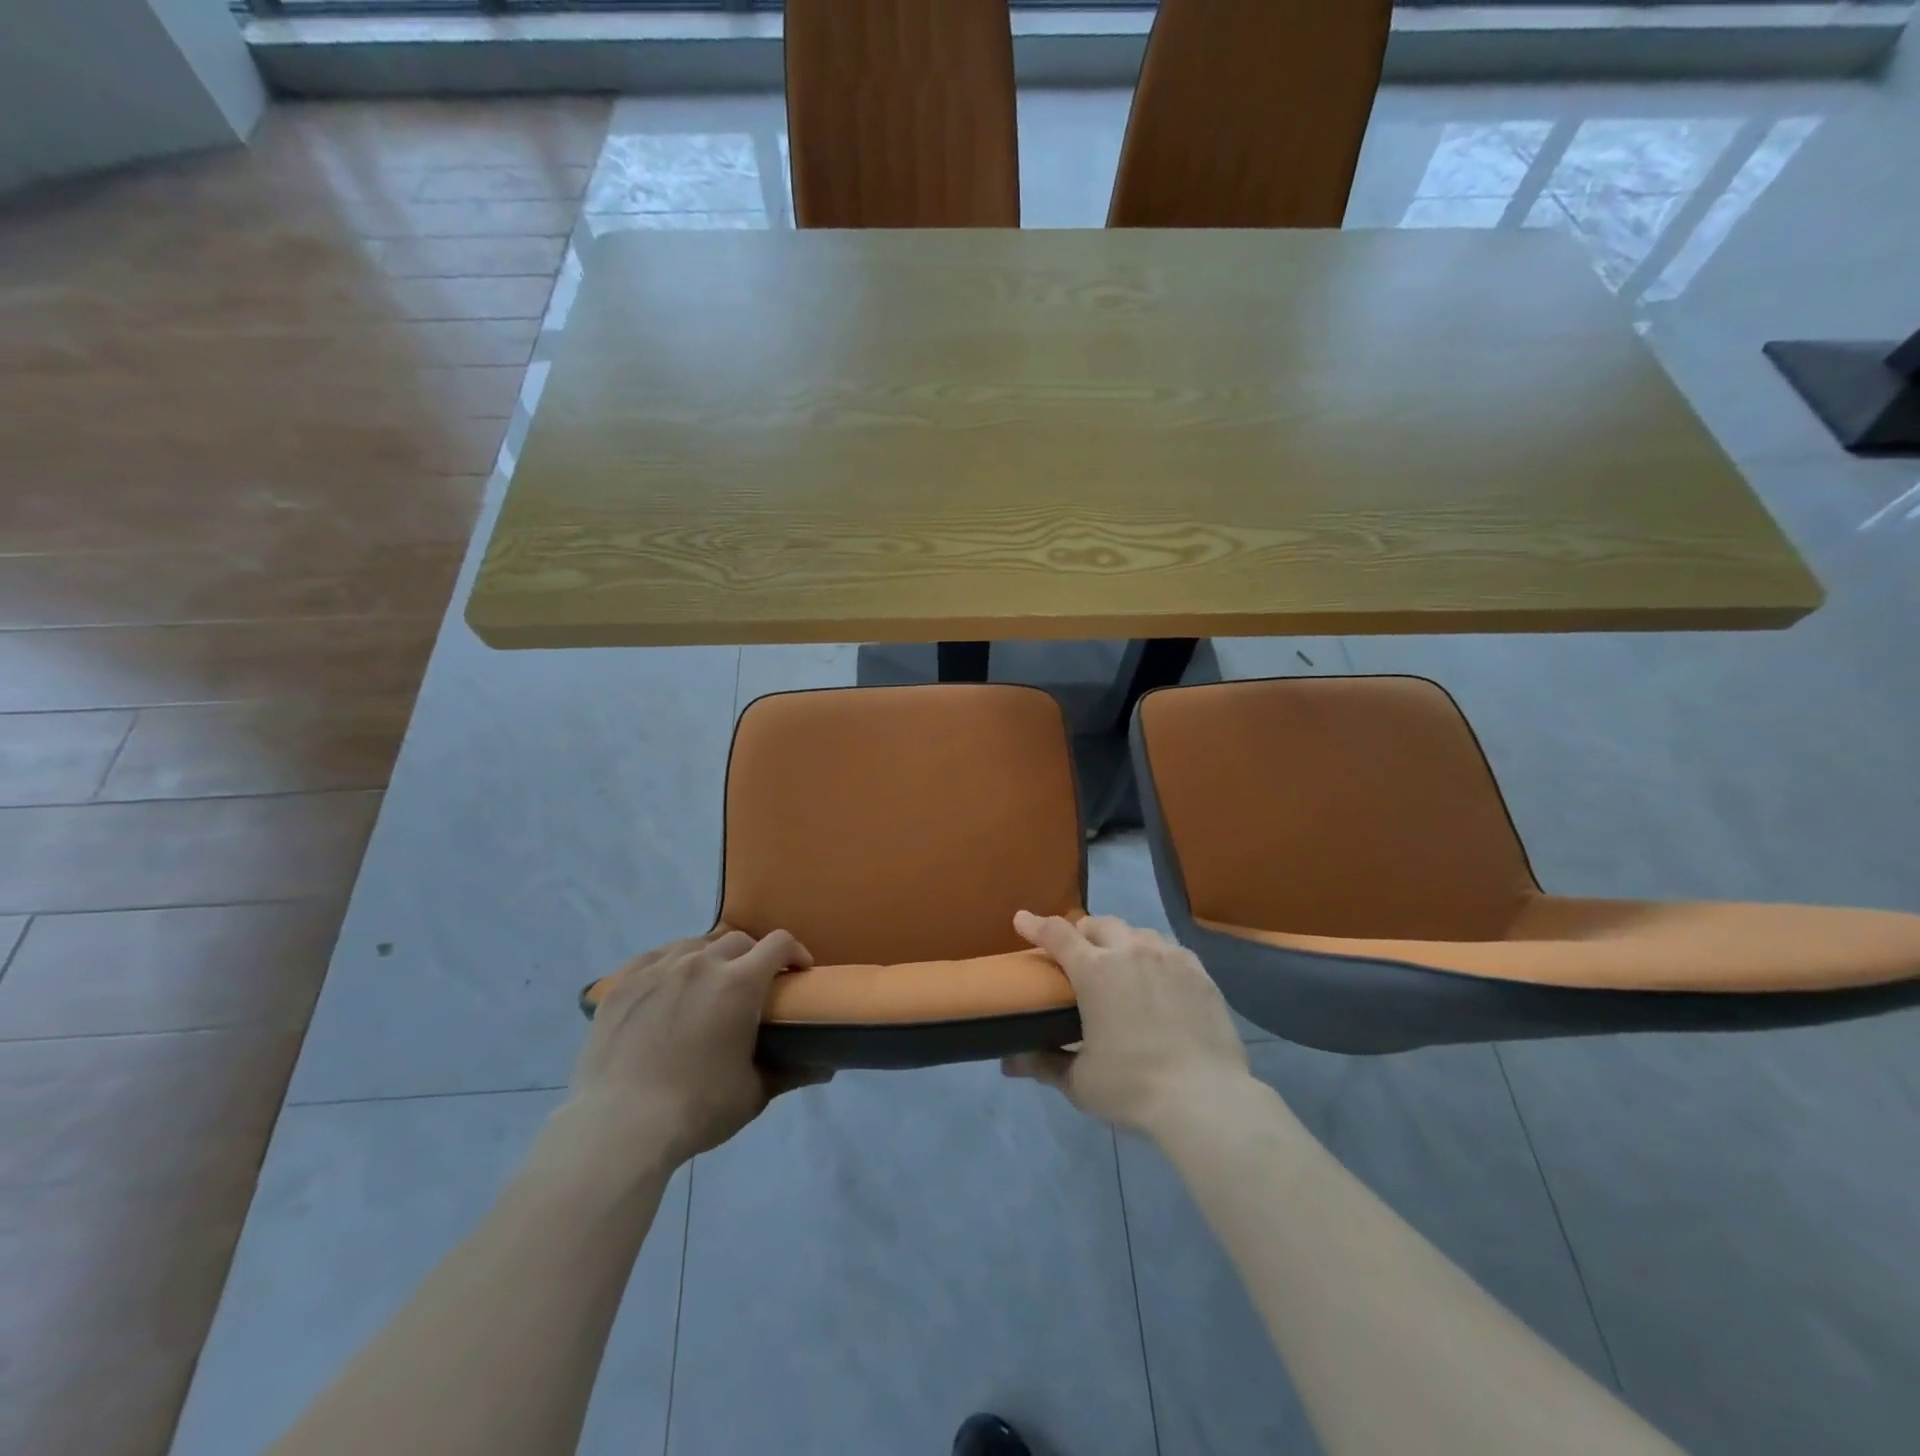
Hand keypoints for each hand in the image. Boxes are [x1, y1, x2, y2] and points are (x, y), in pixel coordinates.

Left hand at [551, 930, 823, 1174]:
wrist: (619, 1126)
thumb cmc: (696, 1109)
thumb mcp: (752, 1094)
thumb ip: (790, 1072)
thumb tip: (825, 1068)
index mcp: (740, 983)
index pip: (779, 943)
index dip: (795, 952)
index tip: (798, 972)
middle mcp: (702, 963)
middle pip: (738, 940)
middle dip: (753, 957)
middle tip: (752, 986)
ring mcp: (659, 968)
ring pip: (695, 944)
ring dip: (711, 957)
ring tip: (708, 984)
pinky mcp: (624, 982)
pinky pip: (655, 956)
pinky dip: (671, 963)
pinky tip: (668, 986)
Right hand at [1004, 912, 1248, 1137]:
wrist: (1204, 1097)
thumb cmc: (1133, 1087)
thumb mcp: (1080, 1081)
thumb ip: (1043, 1064)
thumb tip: (1009, 1062)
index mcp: (1094, 970)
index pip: (1057, 933)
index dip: (1036, 925)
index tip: (1022, 920)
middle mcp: (1130, 950)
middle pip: (1098, 924)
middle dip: (1082, 932)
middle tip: (1078, 953)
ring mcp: (1168, 956)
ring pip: (1136, 932)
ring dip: (1120, 941)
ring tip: (1120, 964)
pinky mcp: (1198, 970)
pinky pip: (1168, 949)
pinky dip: (1154, 955)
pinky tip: (1157, 977)